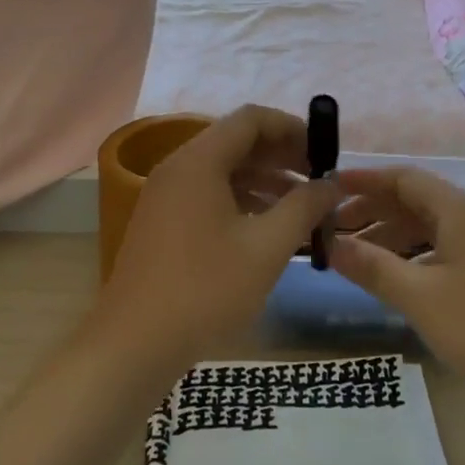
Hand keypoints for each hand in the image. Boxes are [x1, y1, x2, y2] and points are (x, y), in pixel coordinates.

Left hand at [95, 106, 338, 369]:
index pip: (252, 119)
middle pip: (237, 141)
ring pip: (224, 170)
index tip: (324, 154)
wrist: (134, 345)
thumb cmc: (206, 289)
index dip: (293, 128)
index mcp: (199, 161)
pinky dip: (242, 200)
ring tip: (302, 207)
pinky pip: (208, 194)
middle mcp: (178, 167)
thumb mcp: (267, 247)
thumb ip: (304, 207)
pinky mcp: (163, 222)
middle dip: (282, 156)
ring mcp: (166, 195)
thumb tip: (331, 184)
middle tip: (318, 181)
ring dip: (264, 180)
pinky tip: (268, 228)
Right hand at [331, 166, 464, 404]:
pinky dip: (414, 253)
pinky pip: (444, 246)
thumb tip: (331, 245)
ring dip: (392, 234)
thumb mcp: (421, 297)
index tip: (328, 188)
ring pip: (429, 225)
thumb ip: (373, 267)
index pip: (403, 178)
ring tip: (356, 254)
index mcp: (458, 210)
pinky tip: (397, 275)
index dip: (364, 181)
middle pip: (415, 200)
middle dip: (373, 210)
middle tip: (334, 229)